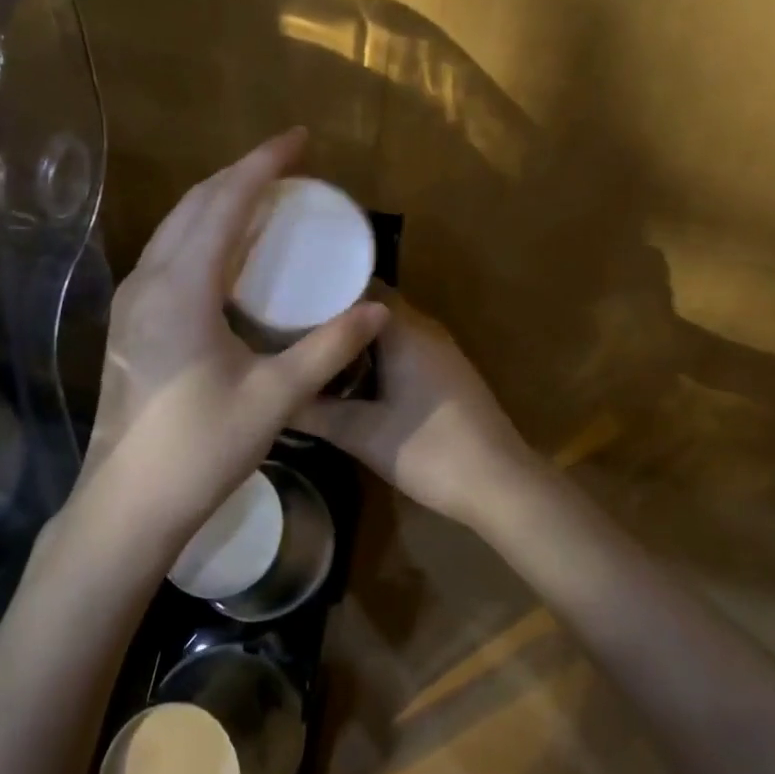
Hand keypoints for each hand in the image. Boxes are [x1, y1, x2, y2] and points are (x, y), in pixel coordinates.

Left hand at [78, 129, 388, 547]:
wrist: (127, 505)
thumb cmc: (200, 449)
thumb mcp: (274, 397)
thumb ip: (328, 348)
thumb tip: (378, 309)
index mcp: (182, 288)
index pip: (226, 203)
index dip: (264, 165)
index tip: (299, 139)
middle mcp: (149, 279)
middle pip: (196, 203)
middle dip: (242, 173)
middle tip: (288, 162)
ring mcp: (133, 299)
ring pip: (177, 224)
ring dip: (219, 198)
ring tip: (263, 191)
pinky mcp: (131, 319)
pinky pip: (169, 250)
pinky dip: (203, 229)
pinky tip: (228, 245)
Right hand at [292, 295, 537, 528]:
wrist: (500, 484)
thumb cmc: (430, 451)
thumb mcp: (362, 434)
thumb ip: (315, 412)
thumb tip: (274, 398)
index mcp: (404, 330)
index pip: (358, 288)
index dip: (322, 291)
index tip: (286, 300)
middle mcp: (424, 329)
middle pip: (371, 308)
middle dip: (333, 317)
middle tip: (287, 327)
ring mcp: (439, 351)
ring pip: (387, 330)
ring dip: (353, 339)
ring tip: (310, 350)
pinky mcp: (445, 374)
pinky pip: (401, 349)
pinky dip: (373, 356)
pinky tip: (347, 378)